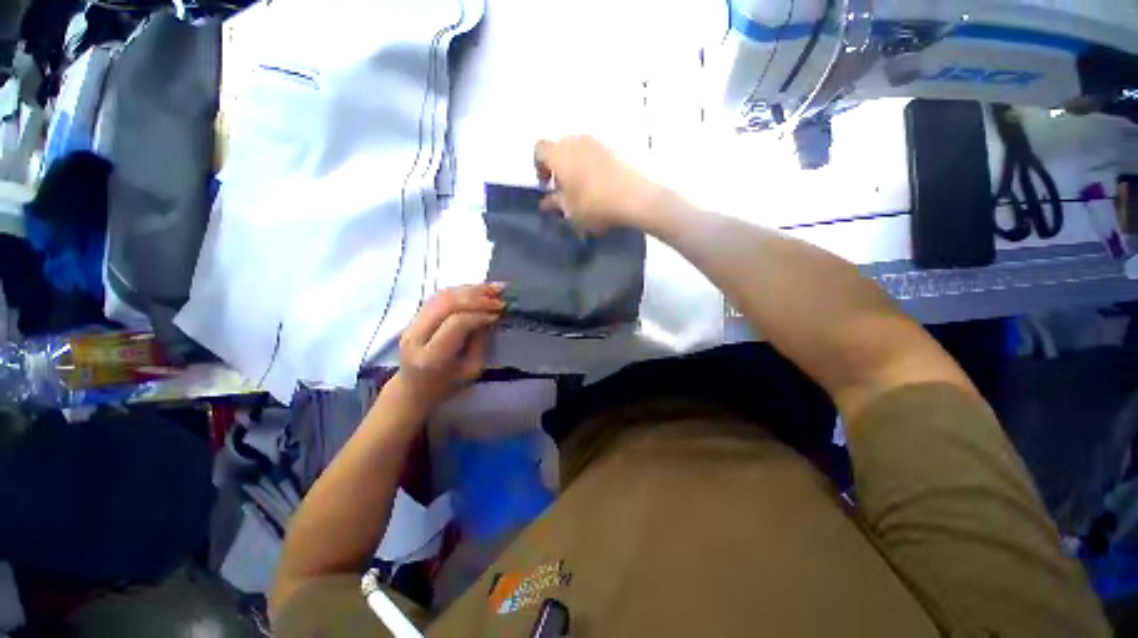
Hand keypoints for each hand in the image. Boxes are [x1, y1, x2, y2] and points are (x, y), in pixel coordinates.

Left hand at [393, 284, 504, 413]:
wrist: (413, 390)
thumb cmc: (447, 386)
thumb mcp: (471, 370)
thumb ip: (480, 342)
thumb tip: (491, 315)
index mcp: (432, 356)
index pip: (456, 323)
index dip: (480, 314)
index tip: (499, 314)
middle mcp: (416, 336)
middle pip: (447, 303)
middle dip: (477, 297)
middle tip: (500, 297)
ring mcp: (411, 324)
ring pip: (442, 296)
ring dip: (471, 289)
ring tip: (494, 288)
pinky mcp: (413, 317)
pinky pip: (439, 296)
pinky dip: (461, 290)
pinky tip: (478, 289)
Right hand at [534, 136, 662, 232]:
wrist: (635, 198)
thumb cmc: (595, 205)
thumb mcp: (570, 211)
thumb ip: (555, 203)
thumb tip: (546, 202)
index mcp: (559, 154)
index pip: (540, 149)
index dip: (539, 165)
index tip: (546, 184)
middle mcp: (576, 141)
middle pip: (560, 147)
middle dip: (558, 165)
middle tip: (565, 188)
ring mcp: (598, 142)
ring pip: (579, 149)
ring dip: (576, 164)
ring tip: (584, 187)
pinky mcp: (615, 148)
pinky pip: (596, 153)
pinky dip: (593, 165)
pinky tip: (600, 184)